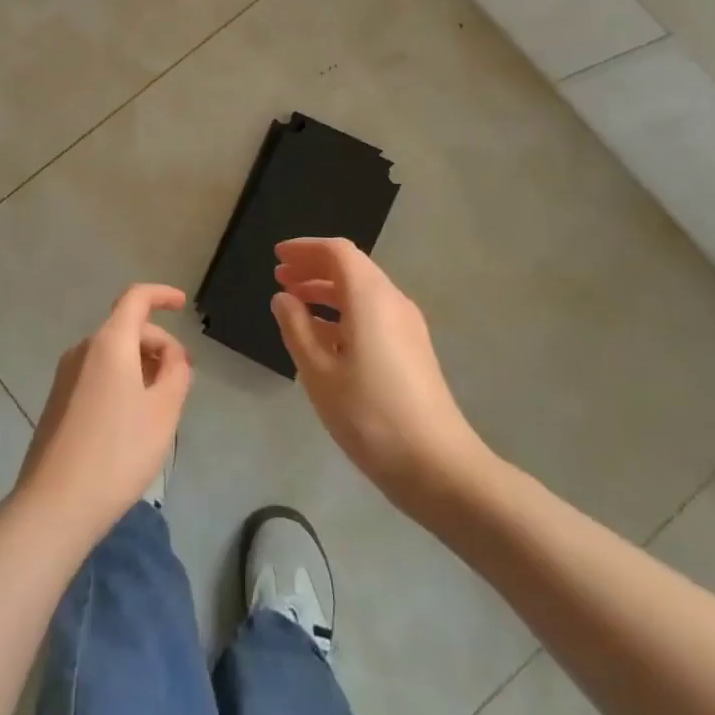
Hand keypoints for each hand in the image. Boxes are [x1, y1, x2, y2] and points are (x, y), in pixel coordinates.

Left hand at [16, 284, 192, 541]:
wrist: (55, 504)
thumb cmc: (118, 452)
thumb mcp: (164, 411)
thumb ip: (176, 372)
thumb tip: (172, 356)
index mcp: (109, 343)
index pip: (136, 298)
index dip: (162, 295)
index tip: (183, 305)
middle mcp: (83, 350)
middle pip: (127, 328)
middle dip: (159, 344)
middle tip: (182, 379)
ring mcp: (66, 375)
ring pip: (112, 353)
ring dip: (141, 365)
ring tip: (160, 404)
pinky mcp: (58, 401)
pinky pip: (97, 374)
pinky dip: (121, 380)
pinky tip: (131, 419)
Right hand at [272, 238, 480, 503]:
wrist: (437, 465)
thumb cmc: (369, 414)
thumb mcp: (319, 372)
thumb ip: (296, 328)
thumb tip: (284, 298)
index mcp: (370, 297)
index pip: (337, 252)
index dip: (305, 249)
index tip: (277, 256)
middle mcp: (392, 301)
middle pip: (352, 267)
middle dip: (314, 267)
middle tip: (280, 277)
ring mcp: (407, 326)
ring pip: (362, 291)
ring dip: (327, 290)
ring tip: (294, 304)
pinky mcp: (412, 349)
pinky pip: (372, 313)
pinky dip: (343, 312)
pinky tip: (323, 337)